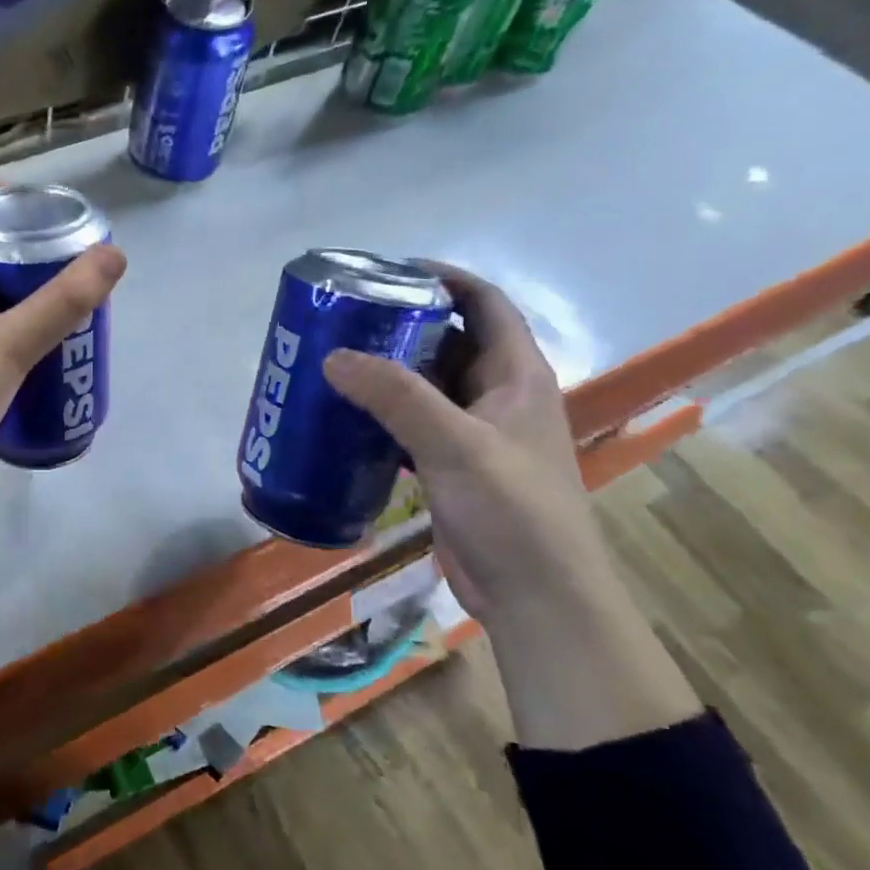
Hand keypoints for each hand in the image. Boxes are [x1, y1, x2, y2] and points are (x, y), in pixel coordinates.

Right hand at [321, 263, 609, 621]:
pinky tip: (342, 417)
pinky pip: (411, 424)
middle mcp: (497, 397)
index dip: (445, 279)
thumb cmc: (513, 513)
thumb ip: (396, 397)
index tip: (389, 271)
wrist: (537, 598)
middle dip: (399, 325)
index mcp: (517, 377)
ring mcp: (474, 434)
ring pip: (425, 385)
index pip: (485, 305)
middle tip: (343, 319)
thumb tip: (333, 355)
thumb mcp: (456, 446)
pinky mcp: (451, 466)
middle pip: (448, 341)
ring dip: (385, 371)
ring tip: (332, 360)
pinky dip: (380, 414)